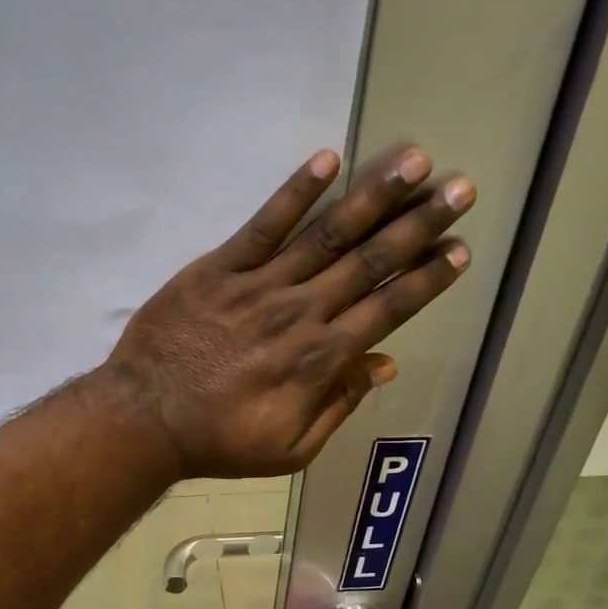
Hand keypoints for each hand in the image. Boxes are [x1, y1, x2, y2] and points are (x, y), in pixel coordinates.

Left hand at [106, 145, 474, 478]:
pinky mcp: (219, 268)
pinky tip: (328, 160)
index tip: (460, 249)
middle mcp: (301, 313)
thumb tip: (385, 363)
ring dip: (374, 196)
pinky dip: (295, 192)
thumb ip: (339, 404)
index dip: (428, 279)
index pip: (388, 309)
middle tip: (461, 188)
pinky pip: (264, 225)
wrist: (145, 419)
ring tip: (415, 160)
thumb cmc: (220, 440)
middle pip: (370, 262)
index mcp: (321, 359)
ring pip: (327, 234)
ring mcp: (260, 285)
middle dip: (420, 224)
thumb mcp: (291, 448)